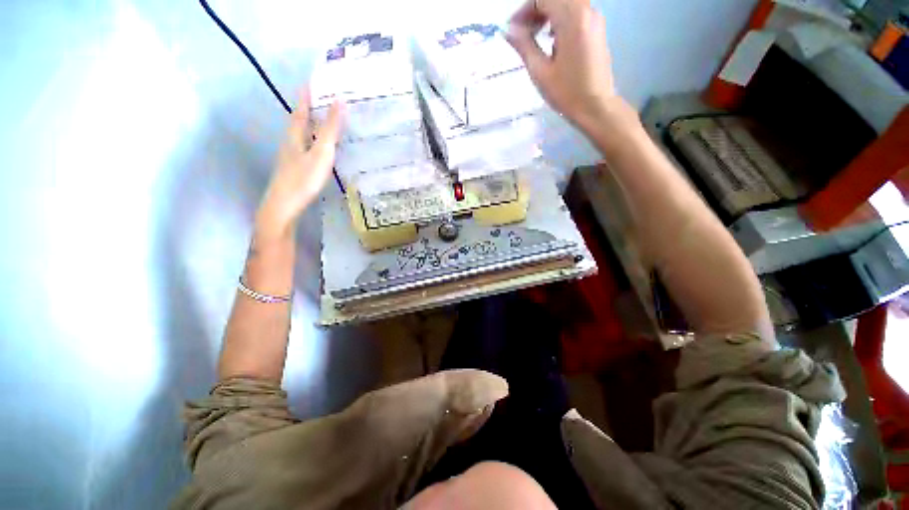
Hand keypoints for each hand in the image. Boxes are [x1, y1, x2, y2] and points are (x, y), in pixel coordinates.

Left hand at [255, 89, 343, 240]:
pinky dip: (311, 142)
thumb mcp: (321, 153)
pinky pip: (303, 148)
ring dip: (309, 126)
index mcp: (295, 136)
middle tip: (318, 100)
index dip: (306, 97)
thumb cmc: (304, 178)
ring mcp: (290, 157)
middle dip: (307, 109)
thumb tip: (339, 102)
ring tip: (320, 122)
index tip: (310, 82)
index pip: (301, 111)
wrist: (284, 205)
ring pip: (299, 136)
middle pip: (298, 122)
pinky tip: (316, 149)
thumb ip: (330, 130)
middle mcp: (290, 143)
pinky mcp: (293, 170)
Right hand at [506, 0, 617, 133]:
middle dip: (535, 9)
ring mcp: (594, 18)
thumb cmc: (566, 93)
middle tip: (521, 31)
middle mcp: (587, 11)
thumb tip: (508, 31)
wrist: (595, 106)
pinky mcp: (597, 28)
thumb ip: (524, 46)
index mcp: (573, 19)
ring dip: (547, 13)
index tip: (512, 29)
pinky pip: (575, 12)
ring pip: (566, 2)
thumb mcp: (540, 72)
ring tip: (534, 35)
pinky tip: (550, 38)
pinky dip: (559, 18)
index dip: (524, 10)